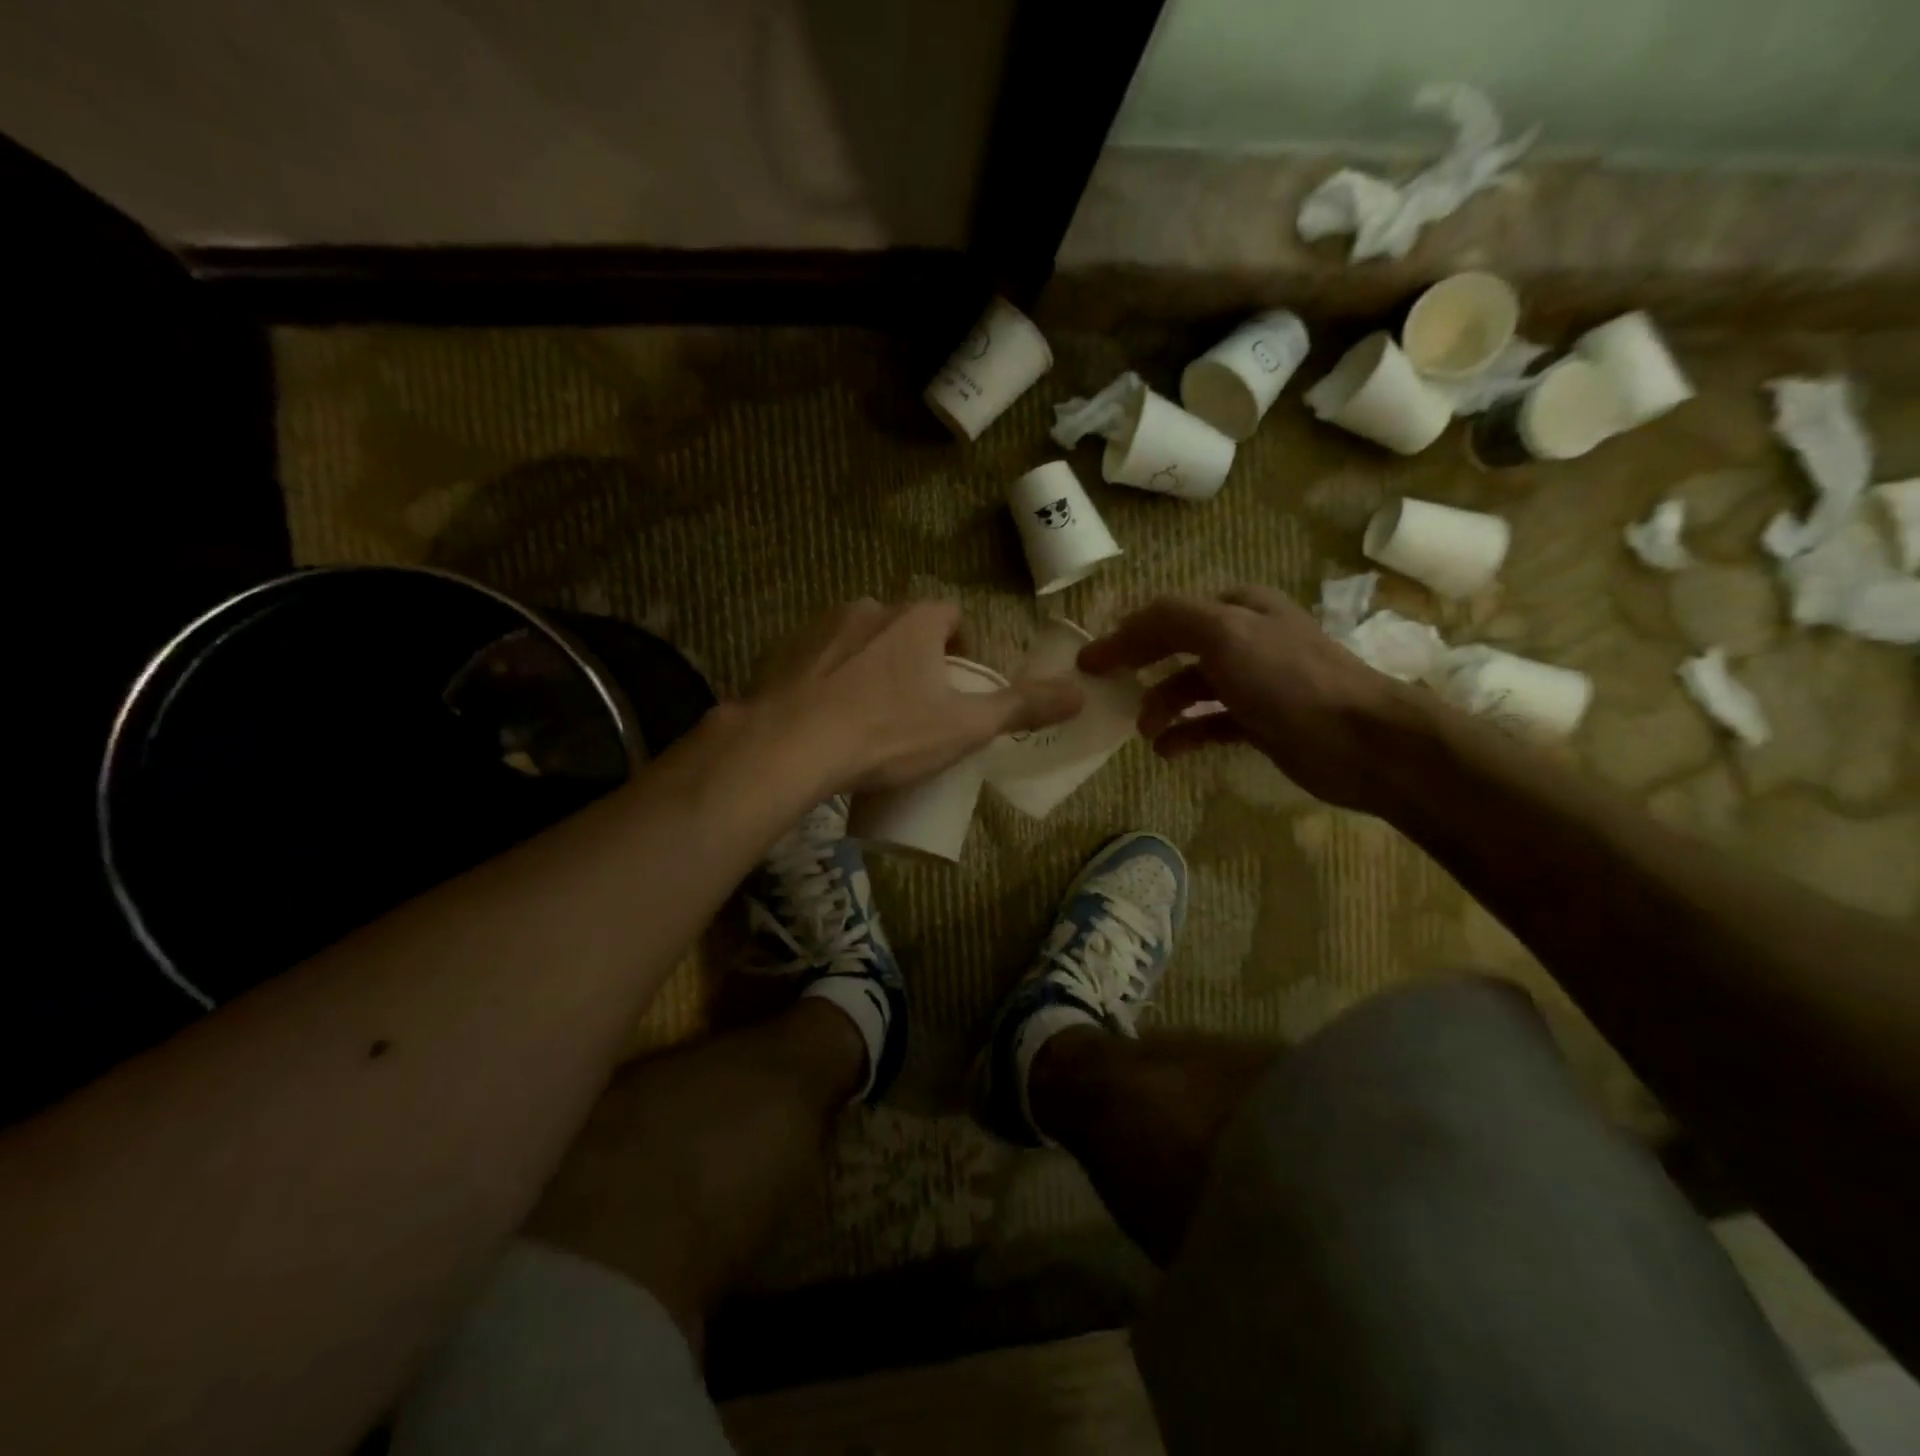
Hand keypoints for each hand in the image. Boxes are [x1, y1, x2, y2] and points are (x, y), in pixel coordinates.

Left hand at [746, 598, 1083, 795]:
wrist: (790, 746)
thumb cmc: (888, 732)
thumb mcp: (964, 726)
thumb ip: (1022, 708)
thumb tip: (1080, 694)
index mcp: (914, 620)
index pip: (950, 615)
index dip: (961, 646)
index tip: (959, 684)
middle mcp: (867, 610)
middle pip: (903, 627)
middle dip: (914, 658)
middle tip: (916, 707)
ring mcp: (819, 629)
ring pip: (858, 641)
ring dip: (870, 666)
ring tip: (870, 718)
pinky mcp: (783, 654)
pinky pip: (818, 660)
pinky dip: (829, 679)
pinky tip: (827, 719)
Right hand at [1079, 586, 1417, 810]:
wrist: (1358, 740)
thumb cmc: (1287, 679)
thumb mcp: (1224, 633)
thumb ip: (1167, 621)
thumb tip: (1117, 633)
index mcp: (1239, 608)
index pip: (1168, 613)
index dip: (1127, 633)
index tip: (1090, 661)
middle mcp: (1246, 639)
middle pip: (1176, 649)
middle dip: (1140, 670)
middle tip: (1106, 694)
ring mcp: (1254, 683)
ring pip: (1191, 689)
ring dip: (1161, 707)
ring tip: (1143, 730)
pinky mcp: (1260, 723)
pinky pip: (1209, 724)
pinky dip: (1185, 734)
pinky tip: (1167, 750)